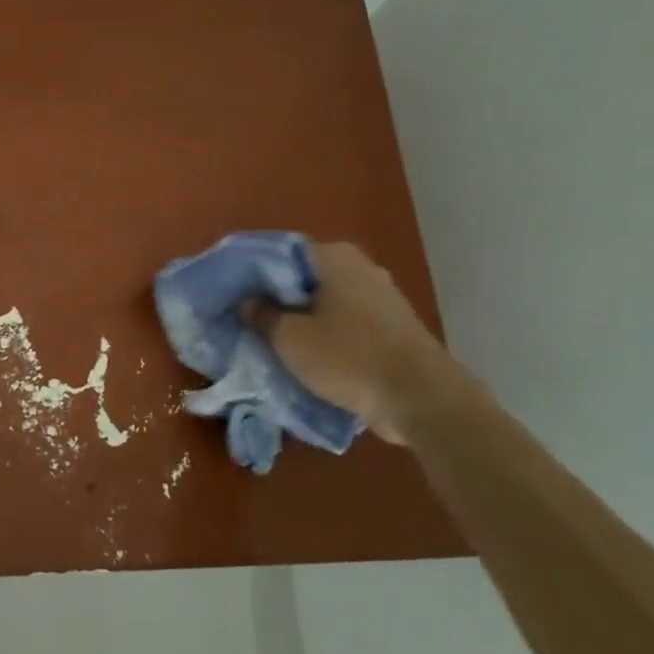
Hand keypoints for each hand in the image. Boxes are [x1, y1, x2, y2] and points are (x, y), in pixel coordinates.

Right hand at [252, 242, 453, 443]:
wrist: (421, 399)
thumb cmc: (348, 357)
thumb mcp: (290, 338)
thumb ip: (262, 315)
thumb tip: (248, 302)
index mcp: (335, 257)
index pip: (280, 253)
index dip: (252, 273)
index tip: (231, 293)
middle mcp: (360, 268)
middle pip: (303, 278)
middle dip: (276, 298)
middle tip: (247, 319)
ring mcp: (381, 298)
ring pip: (325, 302)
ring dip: (301, 319)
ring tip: (272, 340)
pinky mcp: (392, 328)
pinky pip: (345, 323)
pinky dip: (325, 334)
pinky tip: (306, 355)